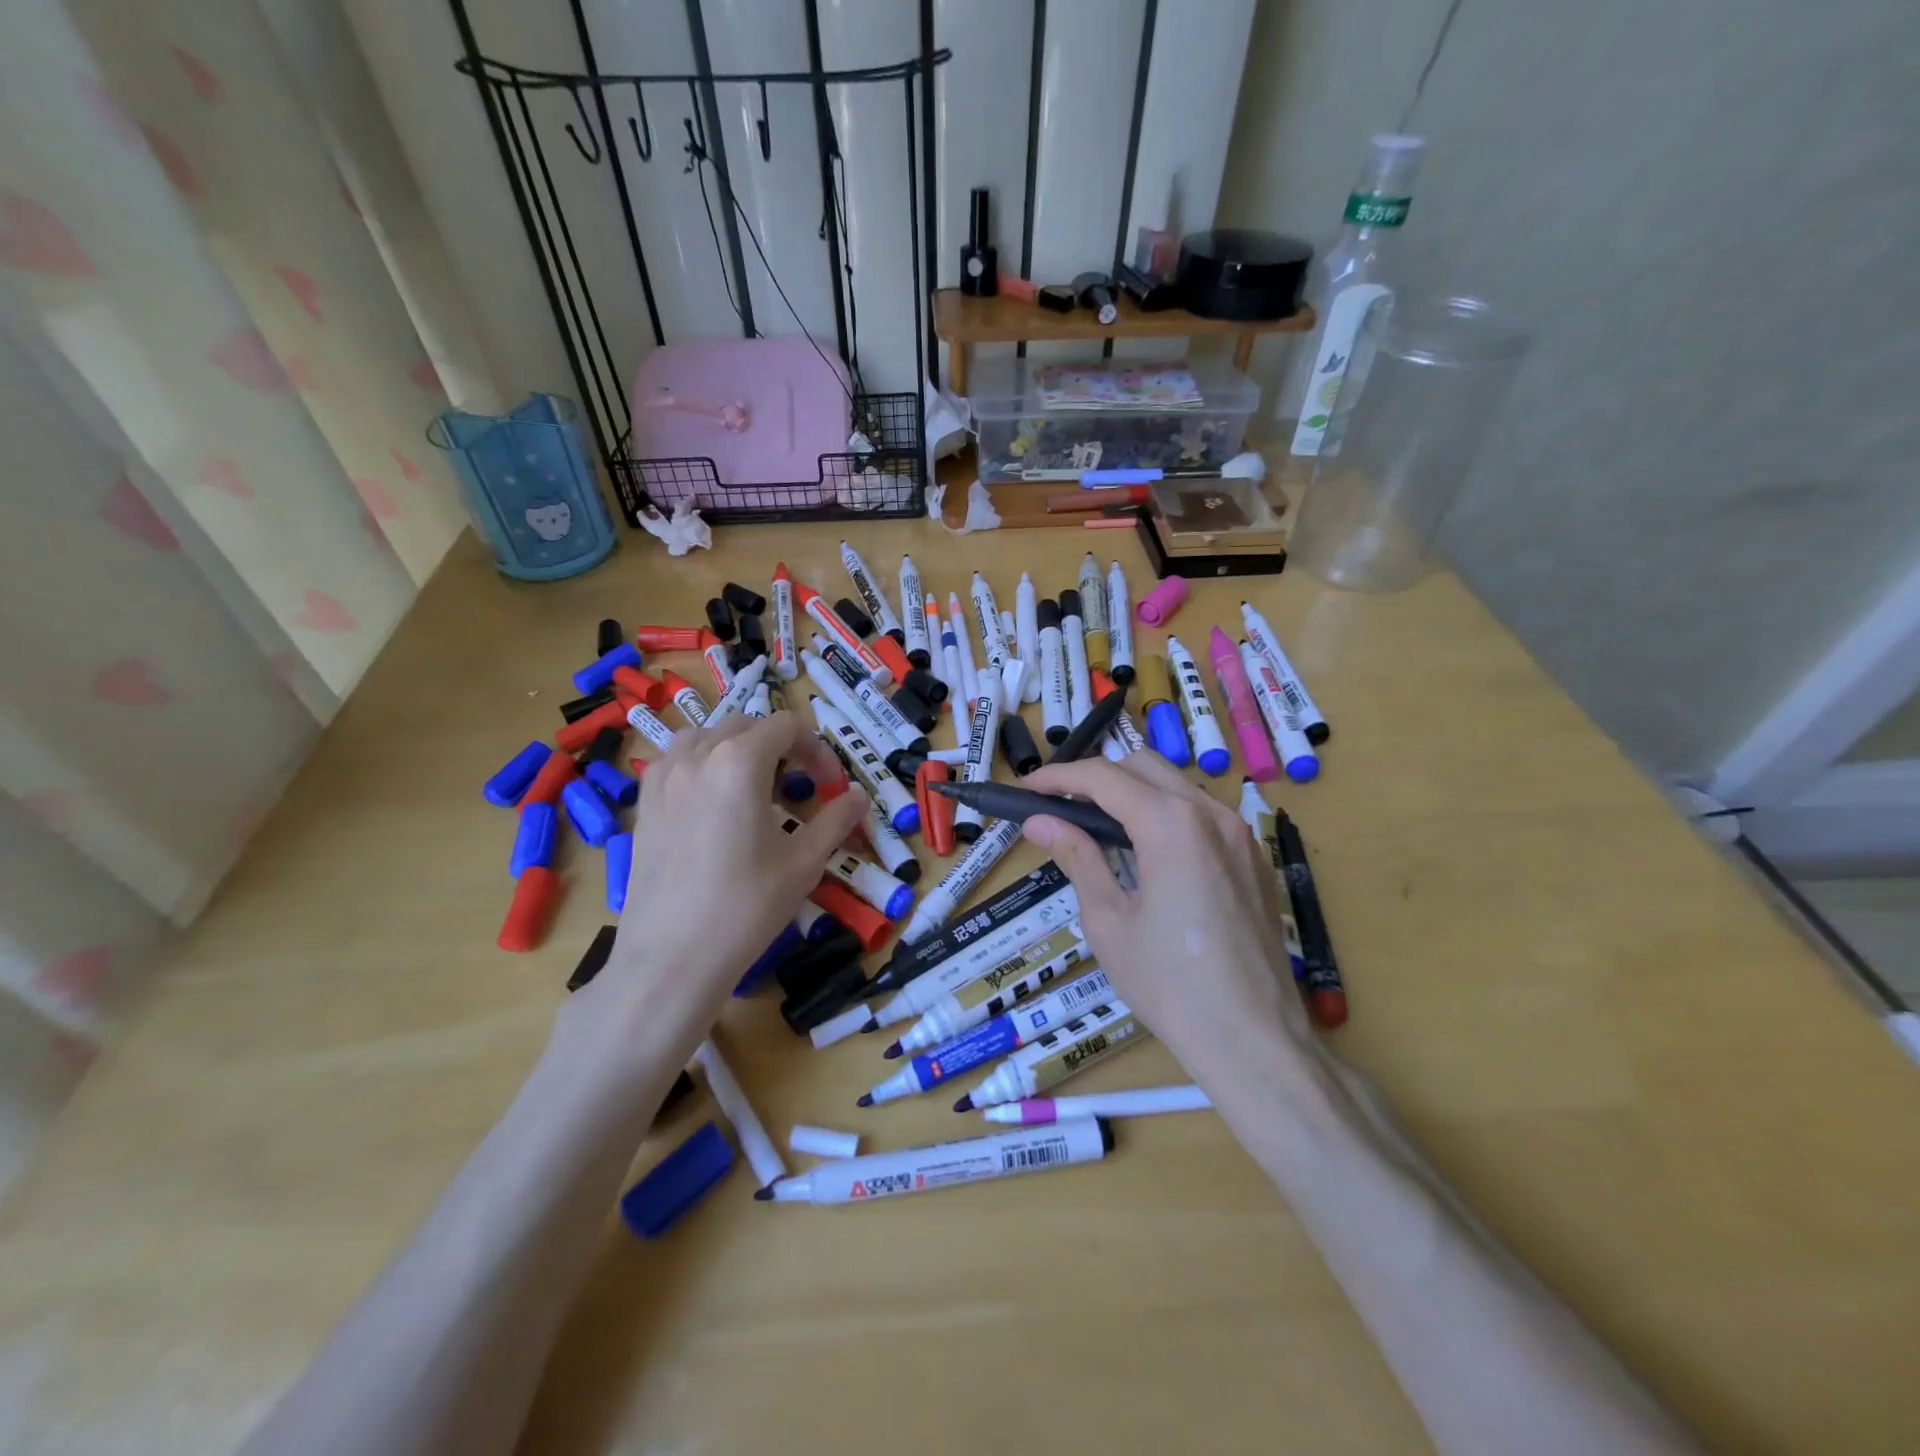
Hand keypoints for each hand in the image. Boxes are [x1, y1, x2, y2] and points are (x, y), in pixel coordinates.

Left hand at [566, 713, 866, 1050]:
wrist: (672, 958)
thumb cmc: (746, 907)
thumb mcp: (804, 863)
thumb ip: (836, 820)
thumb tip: (858, 797)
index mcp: (739, 762)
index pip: (786, 727)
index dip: (817, 750)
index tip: (831, 786)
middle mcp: (697, 757)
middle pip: (746, 725)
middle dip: (780, 746)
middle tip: (799, 786)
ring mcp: (663, 778)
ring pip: (706, 736)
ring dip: (737, 748)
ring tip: (754, 786)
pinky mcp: (644, 805)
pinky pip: (676, 762)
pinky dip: (701, 764)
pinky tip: (712, 802)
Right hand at [1018, 755, 1312, 1067]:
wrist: (1254, 1039)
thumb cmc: (1169, 984)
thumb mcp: (1109, 920)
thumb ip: (1077, 858)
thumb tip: (1038, 822)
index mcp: (1171, 824)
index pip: (1104, 777)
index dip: (1059, 777)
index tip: (1028, 790)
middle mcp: (1211, 813)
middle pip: (1143, 767)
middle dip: (1097, 776)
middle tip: (1061, 807)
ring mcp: (1240, 833)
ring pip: (1177, 786)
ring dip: (1134, 793)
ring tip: (1100, 828)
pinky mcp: (1254, 857)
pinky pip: (1202, 814)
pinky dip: (1166, 814)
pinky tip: (1148, 853)